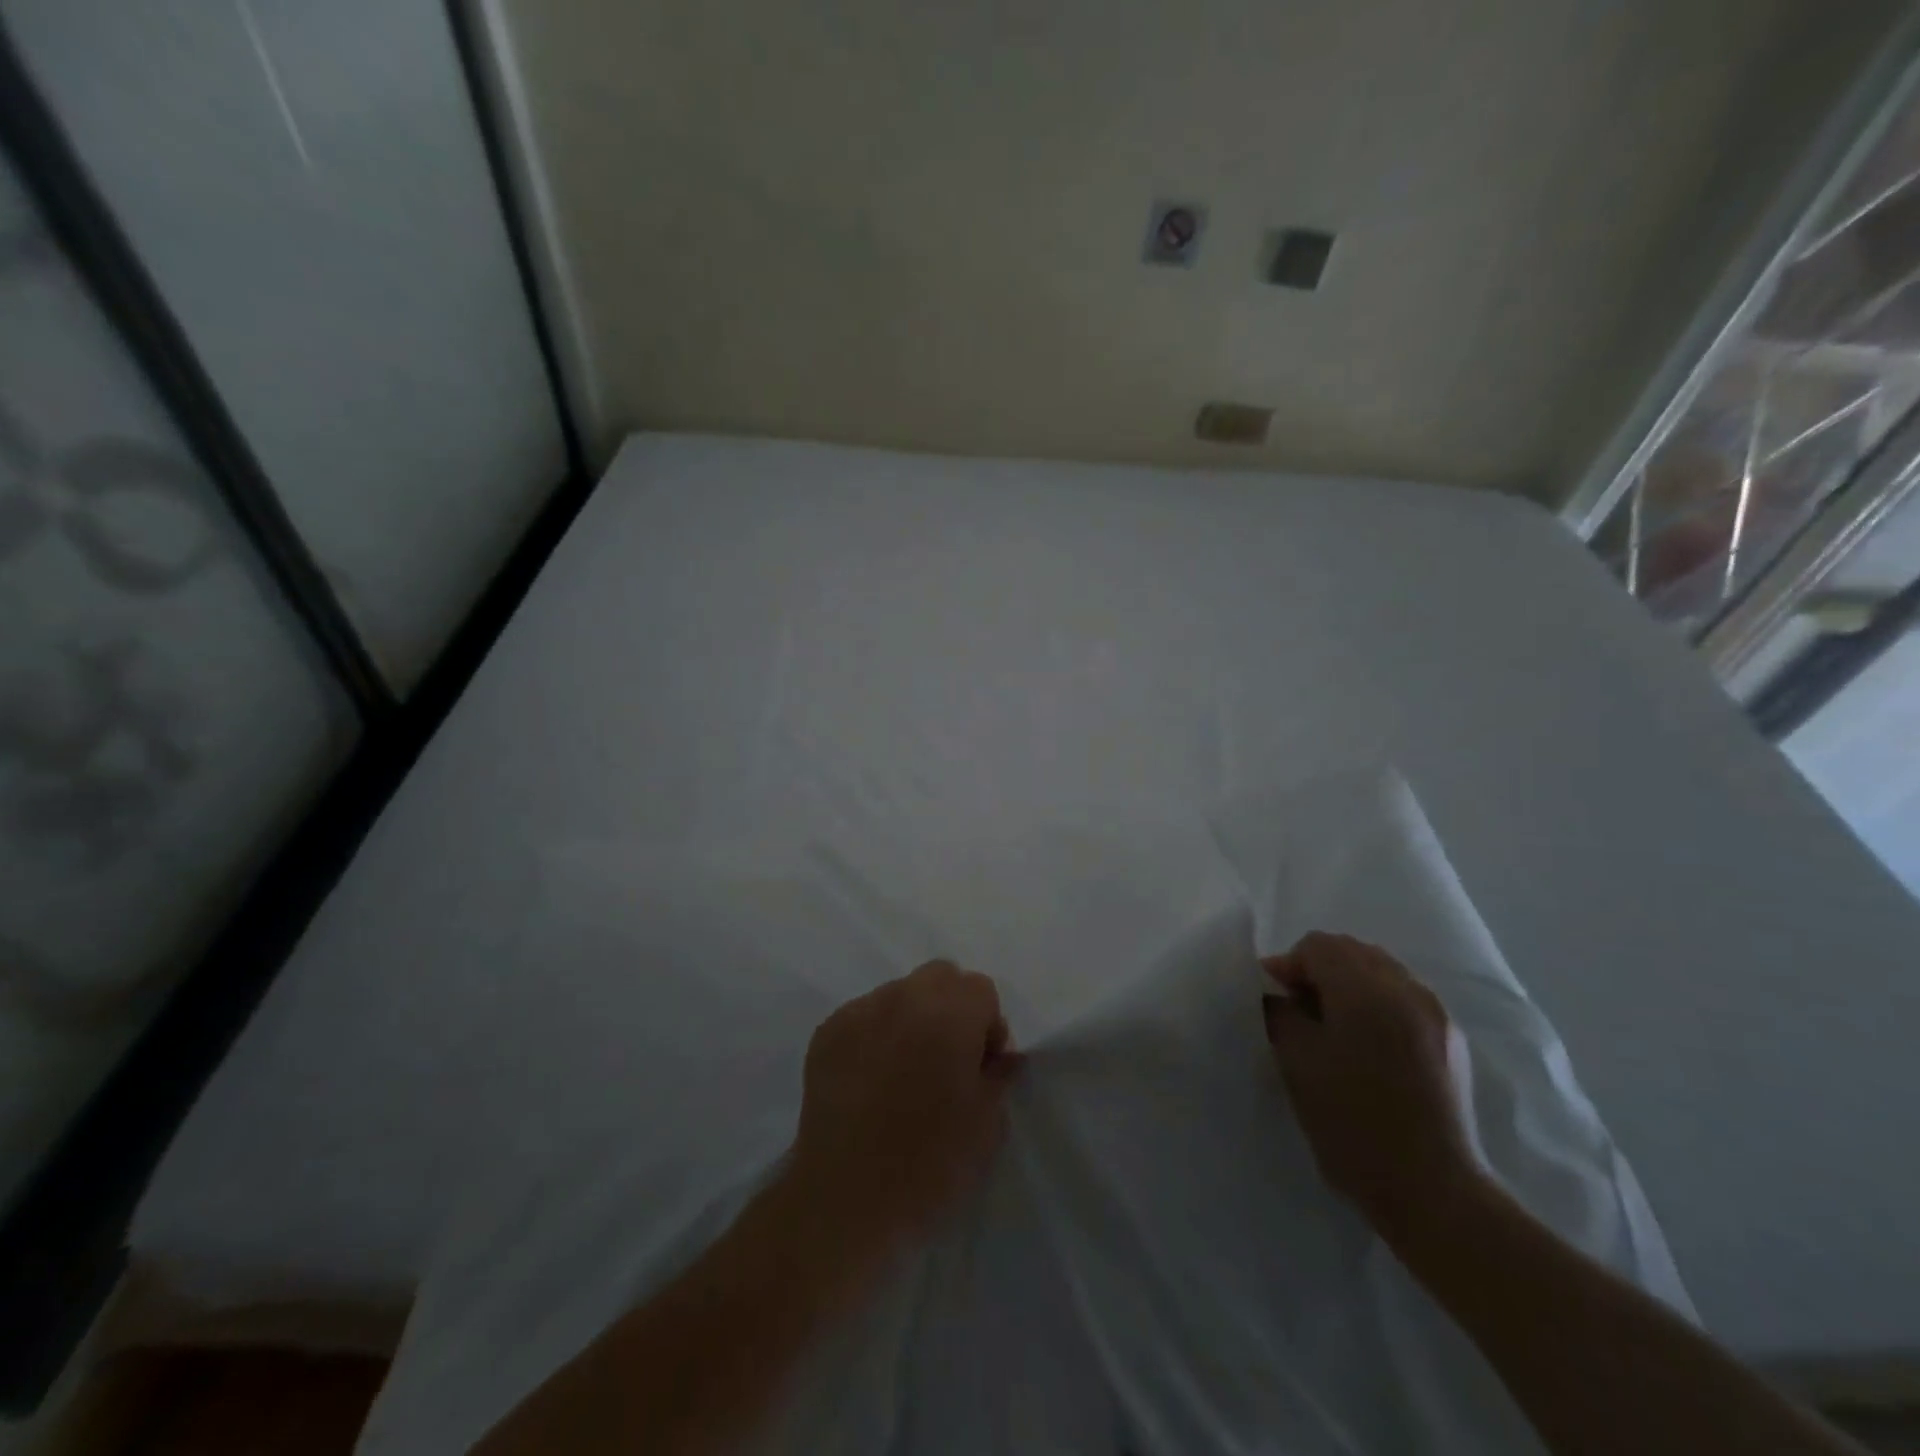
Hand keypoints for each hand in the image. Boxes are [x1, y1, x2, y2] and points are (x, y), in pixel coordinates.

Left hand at [787, 961, 1023, 1252]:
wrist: (846, 1199)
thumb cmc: (929, 1162)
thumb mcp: (986, 1123)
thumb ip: (999, 1074)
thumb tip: (1001, 1055)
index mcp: (949, 1013)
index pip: (981, 989)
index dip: (988, 1026)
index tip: (981, 1067)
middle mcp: (903, 997)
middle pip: (940, 977)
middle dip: (952, 1008)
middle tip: (948, 1060)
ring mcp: (859, 1011)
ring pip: (900, 993)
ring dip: (912, 1018)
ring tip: (905, 1071)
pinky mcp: (827, 1032)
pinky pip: (864, 1015)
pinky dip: (876, 1034)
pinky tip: (872, 1079)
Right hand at [1262, 932, 1478, 1234]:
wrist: (1432, 1190)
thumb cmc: (1352, 1123)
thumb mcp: (1297, 1063)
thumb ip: (1281, 1013)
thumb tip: (1278, 994)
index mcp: (1366, 990)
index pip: (1318, 946)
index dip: (1288, 965)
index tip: (1273, 999)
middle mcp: (1406, 989)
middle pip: (1352, 951)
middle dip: (1319, 970)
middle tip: (1297, 1009)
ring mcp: (1435, 1013)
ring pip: (1381, 972)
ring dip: (1349, 984)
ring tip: (1332, 1026)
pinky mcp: (1451, 1040)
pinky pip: (1404, 998)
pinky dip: (1377, 1003)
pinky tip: (1367, 1044)